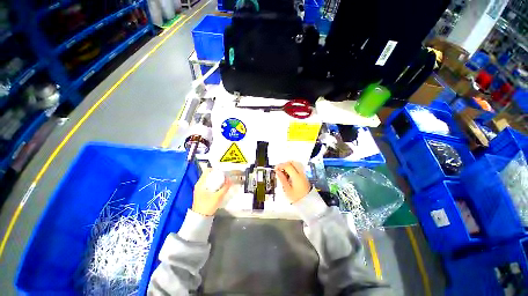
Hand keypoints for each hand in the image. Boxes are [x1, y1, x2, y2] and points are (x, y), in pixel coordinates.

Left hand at [192, 168, 231, 215]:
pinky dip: (214, 183)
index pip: (207, 171)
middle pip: (209, 175)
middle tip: (225, 176)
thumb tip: (230, 180)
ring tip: (224, 180)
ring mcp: (200, 188)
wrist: (200, 218)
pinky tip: (220, 186)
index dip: (215, 169)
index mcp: (200, 183)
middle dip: (217, 174)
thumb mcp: (218, 196)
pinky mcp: (202, 192)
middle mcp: (199, 184)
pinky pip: (209, 184)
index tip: (222, 171)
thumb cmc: (207, 206)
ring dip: (216, 179)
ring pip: (209, 180)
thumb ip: (225, 188)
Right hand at [275, 161, 310, 202]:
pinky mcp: (304, 176)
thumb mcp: (287, 190)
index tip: (276, 168)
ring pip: (295, 164)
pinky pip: (297, 168)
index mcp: (296, 176)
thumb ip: (282, 179)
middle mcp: (301, 173)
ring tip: (283, 172)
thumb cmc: (297, 198)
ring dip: (288, 165)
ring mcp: (303, 174)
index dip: (280, 165)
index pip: (287, 165)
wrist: (308, 203)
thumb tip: (277, 172)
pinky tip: (288, 175)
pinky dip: (292, 168)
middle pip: (292, 162)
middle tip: (279, 169)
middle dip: (284, 164)